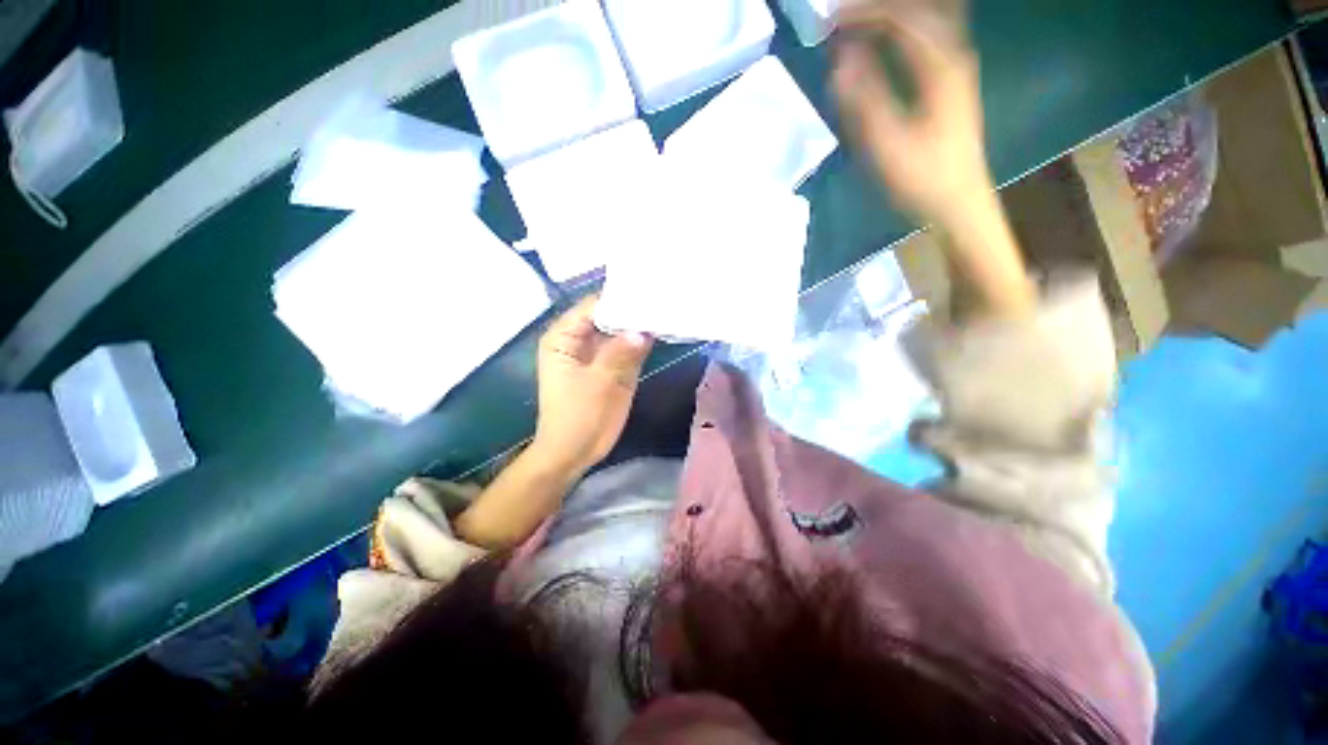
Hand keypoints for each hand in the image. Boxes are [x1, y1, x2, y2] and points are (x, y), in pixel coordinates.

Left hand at [533, 295, 652, 474]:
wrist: (574, 453)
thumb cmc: (578, 418)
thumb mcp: (601, 384)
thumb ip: (621, 353)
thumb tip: (643, 329)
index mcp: (564, 337)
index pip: (594, 305)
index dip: (621, 297)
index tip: (650, 290)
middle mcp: (578, 339)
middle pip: (608, 314)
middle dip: (634, 309)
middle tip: (665, 296)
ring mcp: (596, 352)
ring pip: (619, 329)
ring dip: (640, 323)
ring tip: (668, 307)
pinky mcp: (610, 366)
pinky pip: (627, 346)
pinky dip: (642, 340)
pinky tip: (663, 330)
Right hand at [833, 0, 989, 223]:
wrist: (957, 201)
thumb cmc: (922, 178)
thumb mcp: (887, 144)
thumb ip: (864, 100)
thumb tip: (840, 61)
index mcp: (940, 66)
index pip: (902, 16)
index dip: (864, 12)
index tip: (831, 21)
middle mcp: (954, 53)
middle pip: (920, 8)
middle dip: (880, 7)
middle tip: (844, 18)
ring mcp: (957, 63)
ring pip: (930, 16)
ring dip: (895, 14)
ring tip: (861, 23)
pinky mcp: (952, 77)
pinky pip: (932, 33)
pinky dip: (907, 27)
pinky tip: (889, 37)